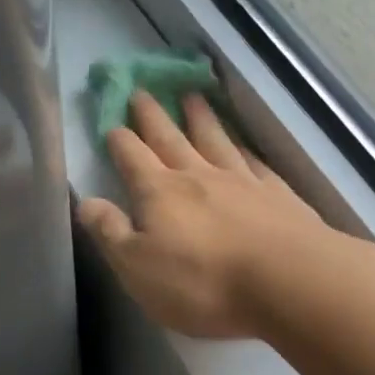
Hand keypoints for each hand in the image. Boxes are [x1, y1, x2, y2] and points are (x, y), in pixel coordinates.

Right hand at [77, 92, 331, 337]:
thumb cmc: (202, 283)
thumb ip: (111, 232)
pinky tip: (243, 146)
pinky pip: (254, 162)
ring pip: (215, 140)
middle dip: (153, 116)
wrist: (288, 281)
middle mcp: (198, 176)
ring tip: (192, 97)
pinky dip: (244, 149)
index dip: (119, 140)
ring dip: (200, 118)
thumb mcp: (138, 268)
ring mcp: (241, 181)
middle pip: (170, 138)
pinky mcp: (277, 195)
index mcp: (159, 193)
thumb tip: (85, 201)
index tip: (111, 123)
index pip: (132, 157)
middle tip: (142, 91)